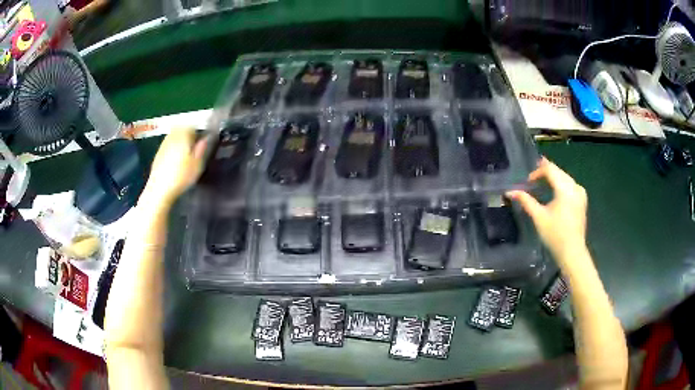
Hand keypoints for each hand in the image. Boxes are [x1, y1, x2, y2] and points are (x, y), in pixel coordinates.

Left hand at [141, 128, 208, 208]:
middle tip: (193, 147)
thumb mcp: (197, 164)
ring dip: (179, 141)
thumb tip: (205, 138)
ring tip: (184, 154)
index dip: (198, 132)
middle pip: (181, 129)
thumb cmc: (181, 176)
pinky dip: (172, 149)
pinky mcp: (158, 154)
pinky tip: (174, 161)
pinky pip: (168, 145)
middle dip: (187, 135)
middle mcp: (172, 136)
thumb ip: (202, 149)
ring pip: (174, 136)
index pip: (192, 126)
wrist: (160, 189)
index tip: (201, 142)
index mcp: (183, 135)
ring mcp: (163, 144)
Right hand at [506, 158, 587, 262]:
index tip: (527, 182)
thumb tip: (510, 191)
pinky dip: (560, 184)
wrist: (572, 251)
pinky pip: (570, 184)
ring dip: (553, 177)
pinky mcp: (582, 199)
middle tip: (532, 179)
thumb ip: (526, 201)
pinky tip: (554, 190)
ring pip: (564, 177)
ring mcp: (580, 192)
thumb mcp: (539, 217)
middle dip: (545, 172)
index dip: (537, 172)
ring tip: (541, 183)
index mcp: (565, 189)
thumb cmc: (555, 235)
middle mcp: (575, 186)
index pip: (550, 169)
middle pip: (558, 171)